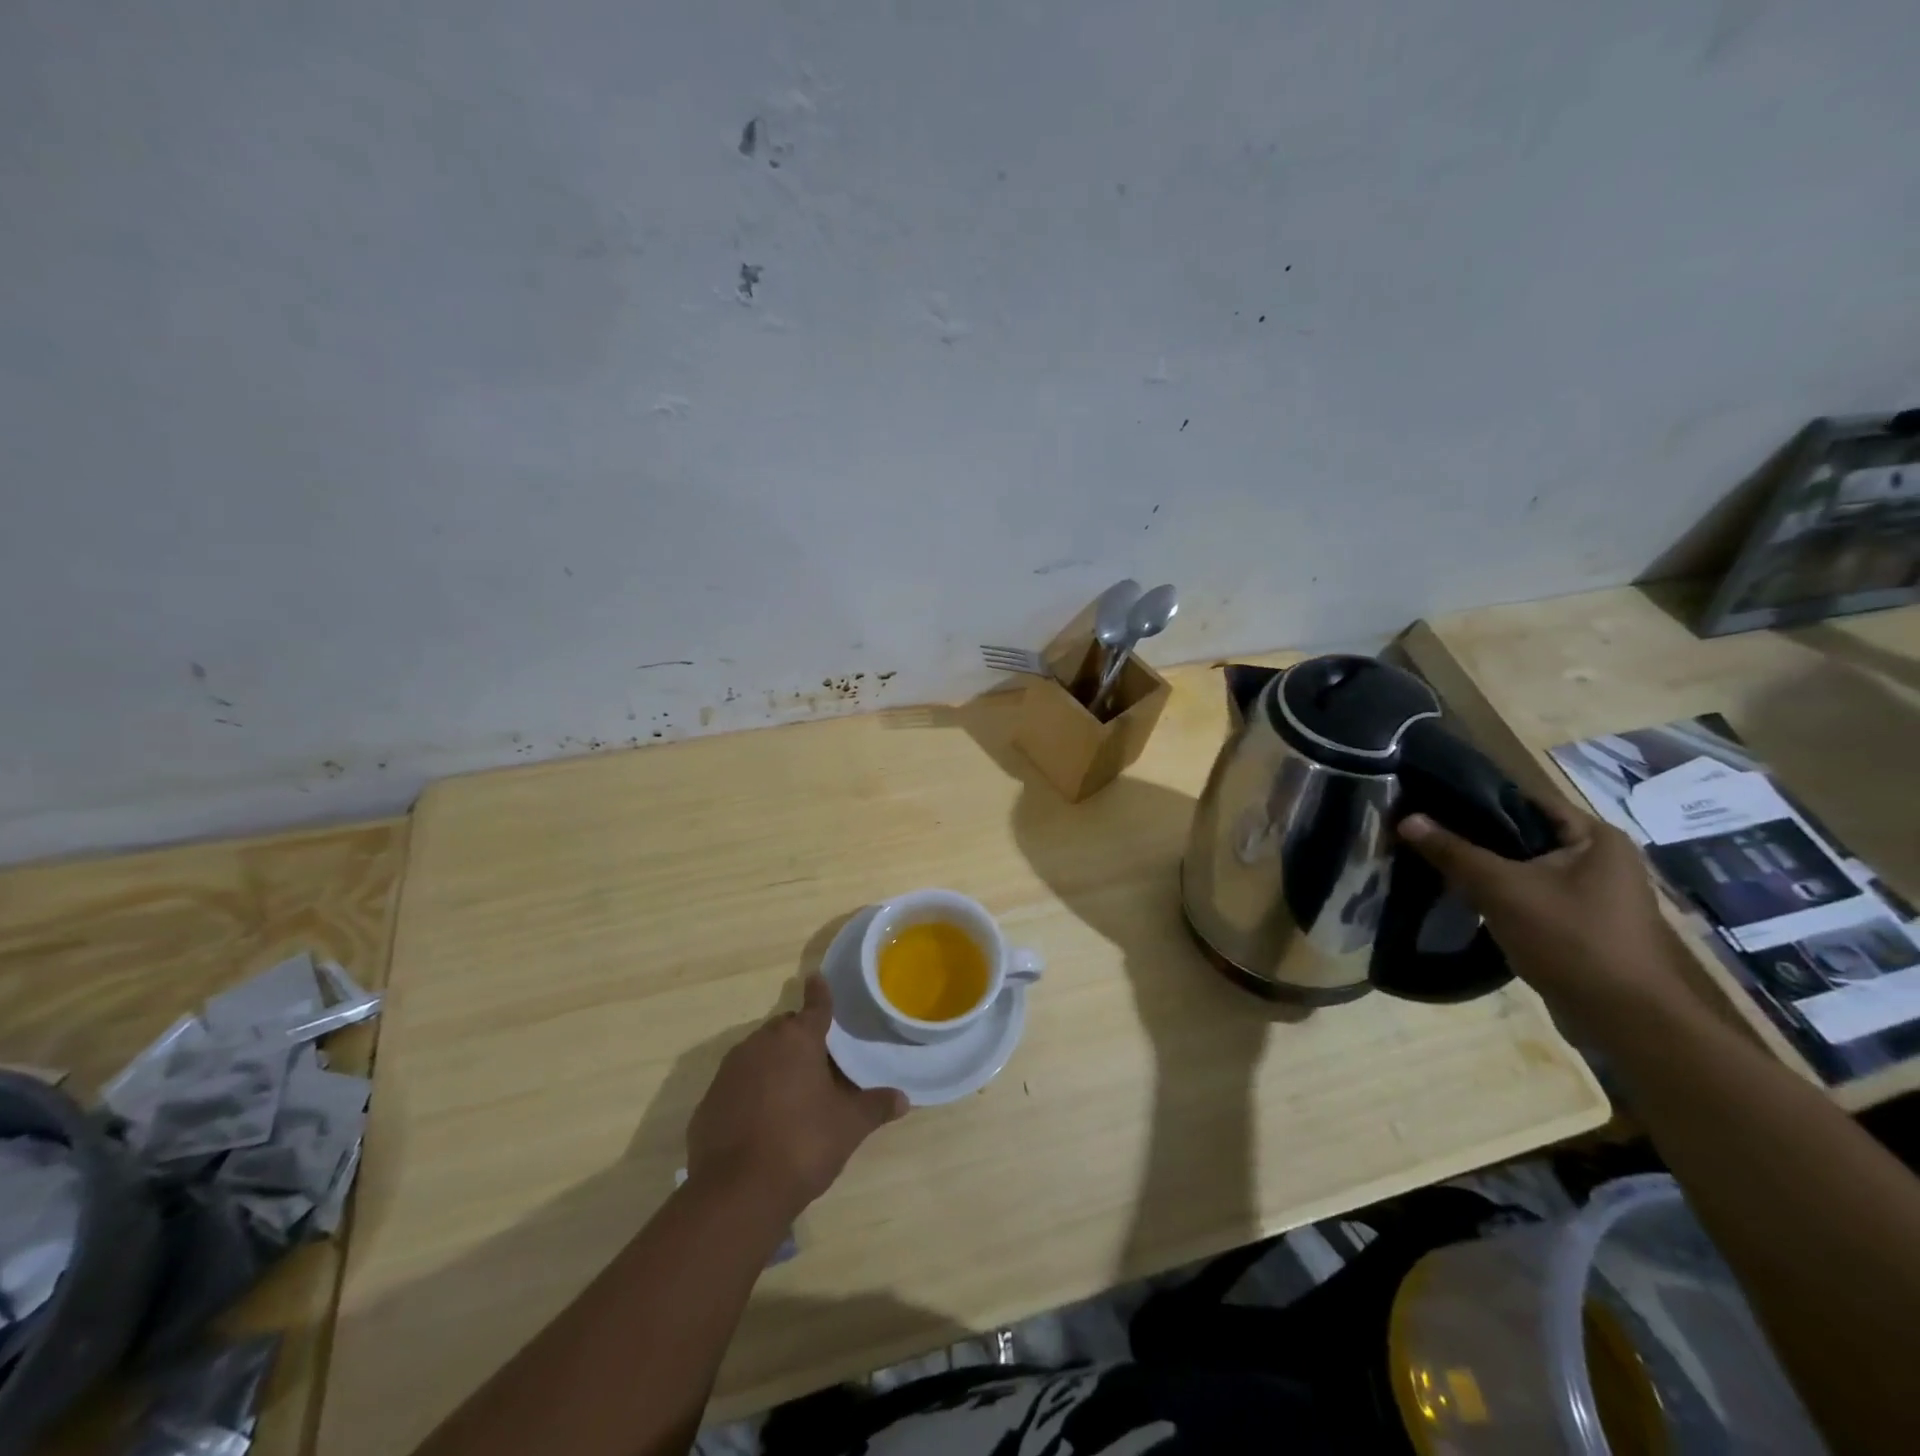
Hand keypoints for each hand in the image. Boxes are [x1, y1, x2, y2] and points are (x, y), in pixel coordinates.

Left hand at [687, 974, 906, 1219]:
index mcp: (798, 1039)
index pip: (815, 1006)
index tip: (816, 977)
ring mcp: (729, 1071)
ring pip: (758, 1055)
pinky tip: (762, 1121)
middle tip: (820, 1064)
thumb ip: (875, 1106)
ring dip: (775, 1065)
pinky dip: (751, 1092)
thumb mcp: (849, 1126)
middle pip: (785, 1030)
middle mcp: (760, 1044)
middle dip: (801, 1040)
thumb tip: (903, 1099)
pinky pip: (737, 1084)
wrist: (736, 1192)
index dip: (820, 993)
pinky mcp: (709, 1101)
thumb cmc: (803, 1143)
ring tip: (793, 1094)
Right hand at [1398, 795, 1692, 1023]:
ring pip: (1524, 869)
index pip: (1525, 801)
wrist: (1624, 1019)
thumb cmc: (1570, 938)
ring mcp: (1594, 896)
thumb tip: (1406, 819)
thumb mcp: (1501, 888)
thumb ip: (1453, 851)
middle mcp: (1601, 860)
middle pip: (1523, 835)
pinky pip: (1530, 896)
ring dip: (1484, 869)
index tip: (1429, 800)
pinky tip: (1462, 898)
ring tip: (1433, 862)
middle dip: (1474, 836)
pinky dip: (1499, 895)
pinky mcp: (1581, 925)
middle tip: (1423, 833)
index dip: (1476, 798)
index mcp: (1597, 838)